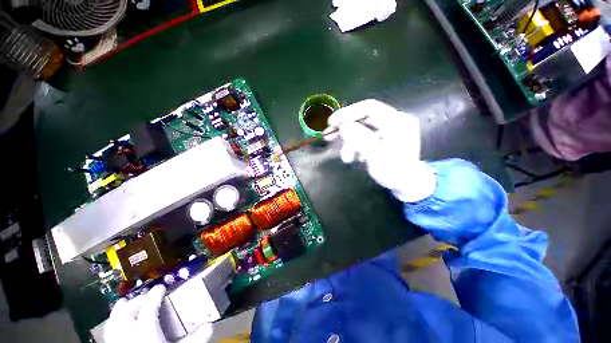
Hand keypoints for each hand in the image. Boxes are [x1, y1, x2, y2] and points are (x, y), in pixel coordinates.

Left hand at [104, 284, 212, 342]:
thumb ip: (195, 339)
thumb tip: (208, 327)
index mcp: (146, 329)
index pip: (150, 304)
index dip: (156, 293)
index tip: (160, 288)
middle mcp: (128, 328)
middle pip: (131, 305)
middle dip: (140, 299)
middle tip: (149, 299)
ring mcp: (117, 334)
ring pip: (116, 311)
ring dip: (125, 306)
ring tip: (131, 305)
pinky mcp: (112, 341)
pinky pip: (110, 323)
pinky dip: (115, 318)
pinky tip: (118, 321)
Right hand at [325, 99, 435, 202]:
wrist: (410, 187)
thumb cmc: (397, 173)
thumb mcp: (378, 157)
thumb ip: (361, 140)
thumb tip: (343, 126)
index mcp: (396, 121)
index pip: (369, 107)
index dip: (349, 112)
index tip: (332, 123)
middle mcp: (394, 120)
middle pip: (365, 117)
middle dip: (346, 129)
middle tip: (329, 137)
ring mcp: (391, 129)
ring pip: (364, 128)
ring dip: (351, 141)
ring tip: (346, 158)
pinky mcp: (387, 138)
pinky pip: (368, 135)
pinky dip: (359, 144)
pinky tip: (356, 157)